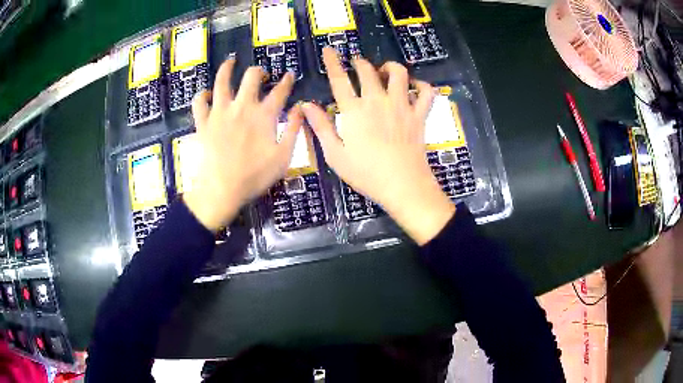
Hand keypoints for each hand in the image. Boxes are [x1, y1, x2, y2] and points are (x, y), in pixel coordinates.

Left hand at [184, 59, 301, 230]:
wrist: (221, 190)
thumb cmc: (255, 177)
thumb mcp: (283, 157)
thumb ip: (293, 129)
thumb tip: (301, 108)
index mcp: (264, 115)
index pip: (280, 90)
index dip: (287, 80)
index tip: (289, 75)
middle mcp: (242, 106)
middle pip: (251, 77)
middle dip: (258, 71)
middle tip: (260, 73)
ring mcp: (220, 112)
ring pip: (221, 81)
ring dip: (226, 69)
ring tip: (230, 62)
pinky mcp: (203, 122)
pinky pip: (199, 102)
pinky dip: (202, 95)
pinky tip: (206, 94)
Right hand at [302, 48, 454, 244]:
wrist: (403, 185)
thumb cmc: (366, 173)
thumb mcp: (335, 154)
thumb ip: (320, 127)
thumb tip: (306, 105)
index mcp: (354, 111)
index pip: (339, 80)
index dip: (332, 62)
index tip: (329, 49)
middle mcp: (378, 101)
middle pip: (368, 70)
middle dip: (360, 63)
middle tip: (357, 64)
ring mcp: (402, 106)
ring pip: (399, 73)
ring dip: (389, 67)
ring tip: (384, 71)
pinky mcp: (420, 115)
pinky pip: (426, 92)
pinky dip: (422, 85)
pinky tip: (415, 87)